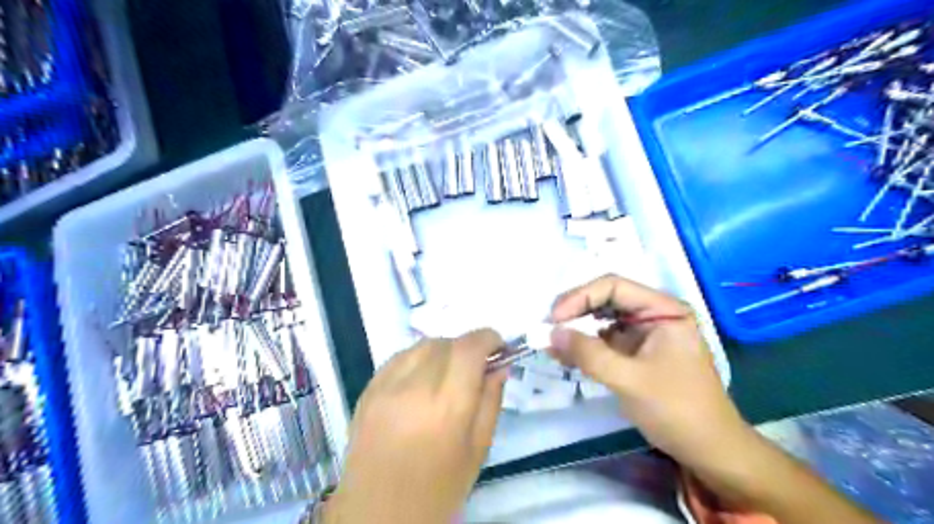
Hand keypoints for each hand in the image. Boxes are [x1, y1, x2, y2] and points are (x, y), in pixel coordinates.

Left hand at [323, 330, 509, 521]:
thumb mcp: (478, 449)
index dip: (488, 338)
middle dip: (467, 347)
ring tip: (448, 373)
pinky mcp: (368, 390)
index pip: (469, 348)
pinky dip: (418, 358)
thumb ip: (491, 401)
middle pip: (447, 342)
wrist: (378, 513)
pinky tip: (422, 379)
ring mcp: (386, 386)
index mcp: (447, 406)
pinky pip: (399, 357)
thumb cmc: (438, 488)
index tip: (498, 347)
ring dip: (443, 350)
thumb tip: (499, 366)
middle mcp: (415, 387)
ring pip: (422, 345)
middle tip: (475, 366)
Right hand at [550, 276, 749, 468]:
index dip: (580, 297)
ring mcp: (644, 333)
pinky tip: (565, 355)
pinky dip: (584, 346)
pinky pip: (604, 341)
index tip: (554, 318)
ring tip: (551, 343)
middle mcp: (653, 315)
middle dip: (575, 312)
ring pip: (602, 320)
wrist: (709, 450)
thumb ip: (589, 354)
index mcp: (663, 309)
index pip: (613, 287)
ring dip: (577, 329)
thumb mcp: (630, 380)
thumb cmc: (677, 409)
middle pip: (606, 300)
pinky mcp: (636, 353)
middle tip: (548, 328)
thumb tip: (550, 333)